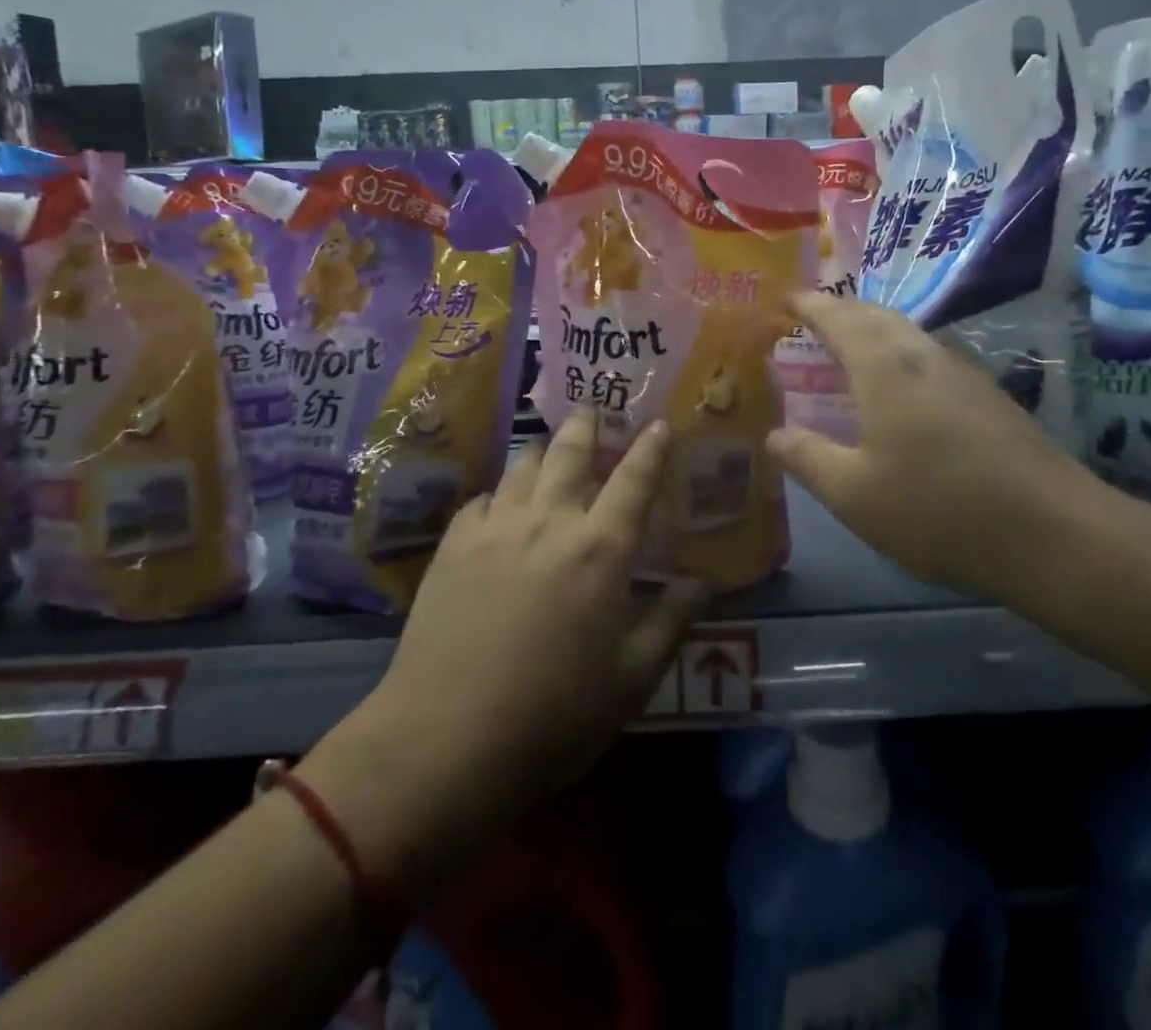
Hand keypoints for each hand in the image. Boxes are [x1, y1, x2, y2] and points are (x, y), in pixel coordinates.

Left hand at [300, 409, 709, 887]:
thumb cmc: (555, 715)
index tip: (661, 422)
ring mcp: (496, 527)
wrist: (446, 740)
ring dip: (543, 451)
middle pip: (570, 450)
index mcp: (601, 548)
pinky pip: (483, 498)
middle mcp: (549, 520)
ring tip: (549, 450)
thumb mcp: (632, 678)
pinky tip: (500, 507)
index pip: (635, 478)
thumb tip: (704, 582)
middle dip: (587, 424)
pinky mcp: (453, 545)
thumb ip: (671, 620)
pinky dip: (500, 493)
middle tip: (593, 410)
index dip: (652, 447)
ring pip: (523, 464)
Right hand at [767, 292, 1102, 597]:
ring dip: (874, 328)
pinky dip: (900, 353)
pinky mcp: (990, 395)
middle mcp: (924, 355)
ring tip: (851, 346)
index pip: (838, 318)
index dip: (809, 305)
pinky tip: (902, 386)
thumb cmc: (938, 510)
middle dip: (842, 309)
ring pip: (908, 333)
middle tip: (813, 318)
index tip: (785, 298)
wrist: (1052, 532)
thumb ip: (808, 459)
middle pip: (877, 315)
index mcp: (884, 368)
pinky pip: (930, 355)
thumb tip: (774, 435)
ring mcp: (964, 372)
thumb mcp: (854, 495)